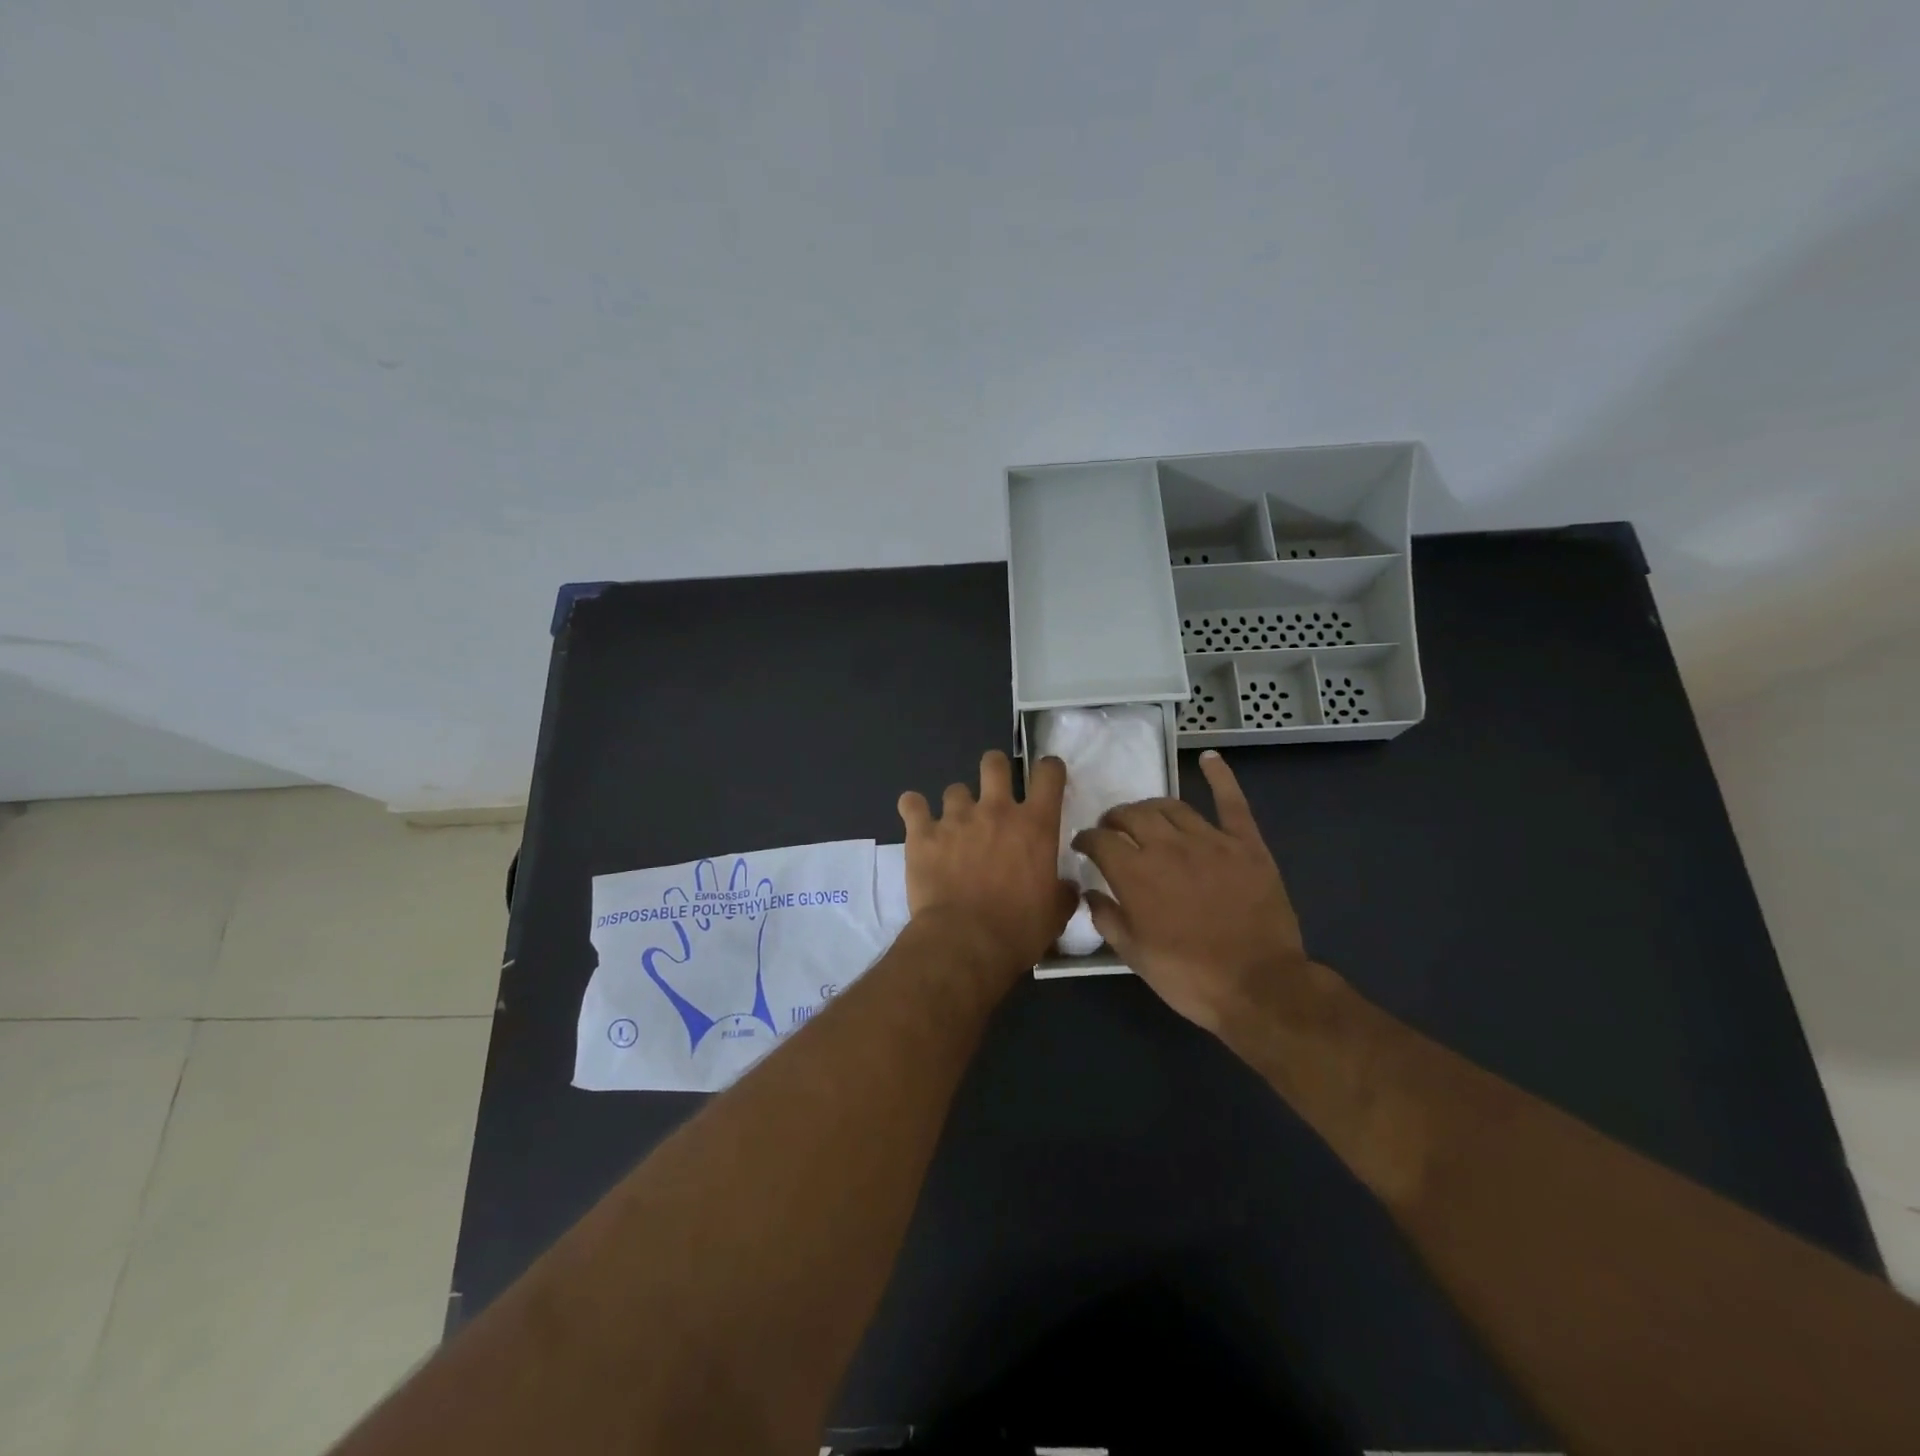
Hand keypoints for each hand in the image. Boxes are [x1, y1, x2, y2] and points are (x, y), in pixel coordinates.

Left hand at [898, 750, 1079, 975]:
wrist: (965, 943)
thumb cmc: (1018, 930)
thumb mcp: (1055, 915)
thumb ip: (1062, 892)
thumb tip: (1066, 888)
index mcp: (1035, 825)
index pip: (1048, 773)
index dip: (1049, 770)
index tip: (1046, 779)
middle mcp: (996, 810)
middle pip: (994, 763)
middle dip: (995, 770)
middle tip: (994, 792)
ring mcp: (956, 818)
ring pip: (955, 789)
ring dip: (957, 804)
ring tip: (955, 826)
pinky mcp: (922, 834)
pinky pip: (911, 804)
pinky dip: (914, 809)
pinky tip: (917, 820)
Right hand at [1072, 750, 1315, 1034]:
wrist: (1259, 986)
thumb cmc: (1189, 977)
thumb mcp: (1134, 956)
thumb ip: (1106, 918)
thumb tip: (1089, 891)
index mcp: (1135, 874)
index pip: (1100, 840)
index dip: (1087, 839)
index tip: (1083, 845)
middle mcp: (1167, 846)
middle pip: (1133, 815)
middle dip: (1116, 818)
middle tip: (1112, 829)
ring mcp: (1210, 840)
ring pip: (1171, 806)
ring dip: (1151, 807)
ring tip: (1145, 815)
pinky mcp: (1246, 844)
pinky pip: (1231, 802)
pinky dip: (1220, 776)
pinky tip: (1208, 758)